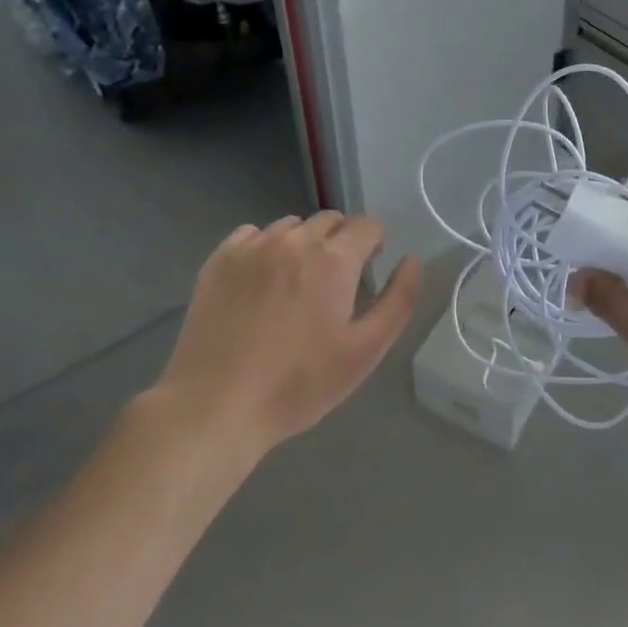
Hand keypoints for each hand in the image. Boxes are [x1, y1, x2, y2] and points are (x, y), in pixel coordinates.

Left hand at [146, 212, 421, 453]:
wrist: (215, 406)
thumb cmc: (298, 384)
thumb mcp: (365, 351)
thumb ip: (398, 300)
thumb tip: (412, 260)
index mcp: (334, 260)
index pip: (367, 225)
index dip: (374, 244)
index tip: (368, 270)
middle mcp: (295, 240)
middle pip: (330, 220)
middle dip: (341, 242)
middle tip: (334, 283)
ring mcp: (254, 246)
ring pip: (292, 226)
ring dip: (303, 243)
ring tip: (295, 284)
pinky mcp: (220, 259)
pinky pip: (253, 234)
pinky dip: (265, 247)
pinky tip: (260, 282)